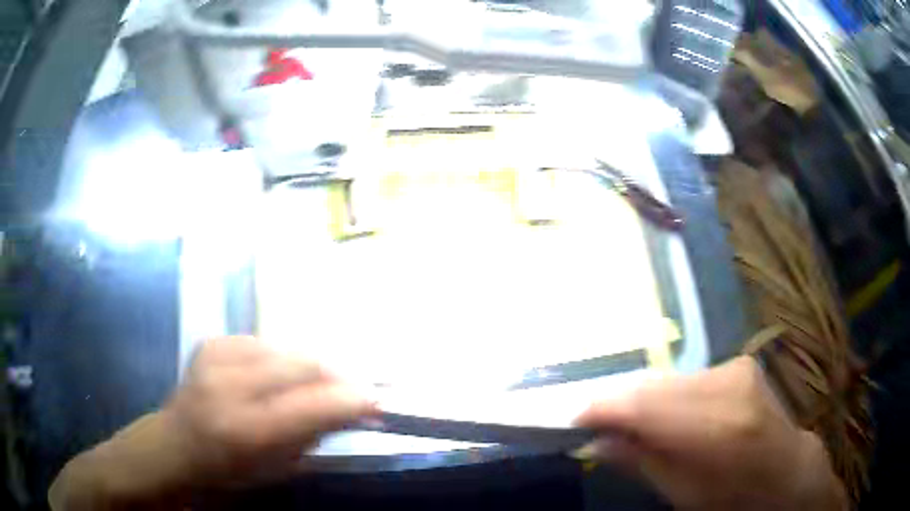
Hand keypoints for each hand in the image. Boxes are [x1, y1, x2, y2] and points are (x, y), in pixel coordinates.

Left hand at [167, 336, 375, 481]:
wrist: (175, 445)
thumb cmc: (228, 471)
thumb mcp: (277, 468)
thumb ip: (316, 435)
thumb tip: (355, 410)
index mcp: (245, 430)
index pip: (313, 404)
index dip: (352, 399)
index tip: (377, 401)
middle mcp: (229, 386)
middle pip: (302, 364)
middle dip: (337, 376)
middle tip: (353, 389)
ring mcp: (216, 357)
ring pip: (286, 348)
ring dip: (310, 367)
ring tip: (318, 384)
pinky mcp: (212, 342)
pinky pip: (263, 342)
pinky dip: (280, 358)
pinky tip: (278, 375)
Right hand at [575, 356, 847, 509]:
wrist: (785, 469)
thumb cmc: (734, 497)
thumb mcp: (684, 495)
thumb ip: (641, 462)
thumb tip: (595, 440)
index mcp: (718, 428)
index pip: (646, 406)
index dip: (604, 408)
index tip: (573, 418)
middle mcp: (729, 385)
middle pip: (654, 387)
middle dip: (619, 405)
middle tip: (594, 424)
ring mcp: (736, 368)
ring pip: (668, 379)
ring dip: (642, 400)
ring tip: (625, 422)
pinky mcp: (739, 363)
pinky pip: (686, 377)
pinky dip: (665, 394)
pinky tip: (661, 414)